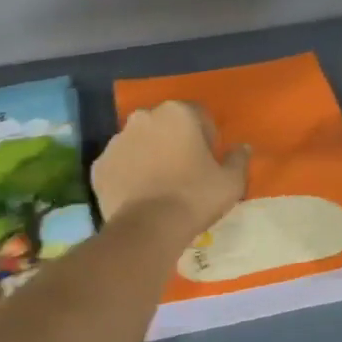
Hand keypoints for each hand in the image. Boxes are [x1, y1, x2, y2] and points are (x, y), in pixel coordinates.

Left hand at [93, 100, 248, 237]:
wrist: (148, 229)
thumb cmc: (195, 197)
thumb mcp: (231, 182)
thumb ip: (239, 159)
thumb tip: (242, 147)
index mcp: (177, 113)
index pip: (198, 115)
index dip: (207, 138)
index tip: (208, 162)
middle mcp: (143, 117)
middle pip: (165, 126)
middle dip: (175, 142)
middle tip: (184, 173)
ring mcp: (116, 141)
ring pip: (139, 143)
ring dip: (150, 156)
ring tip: (160, 186)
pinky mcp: (99, 166)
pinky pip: (119, 165)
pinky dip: (128, 174)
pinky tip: (139, 196)